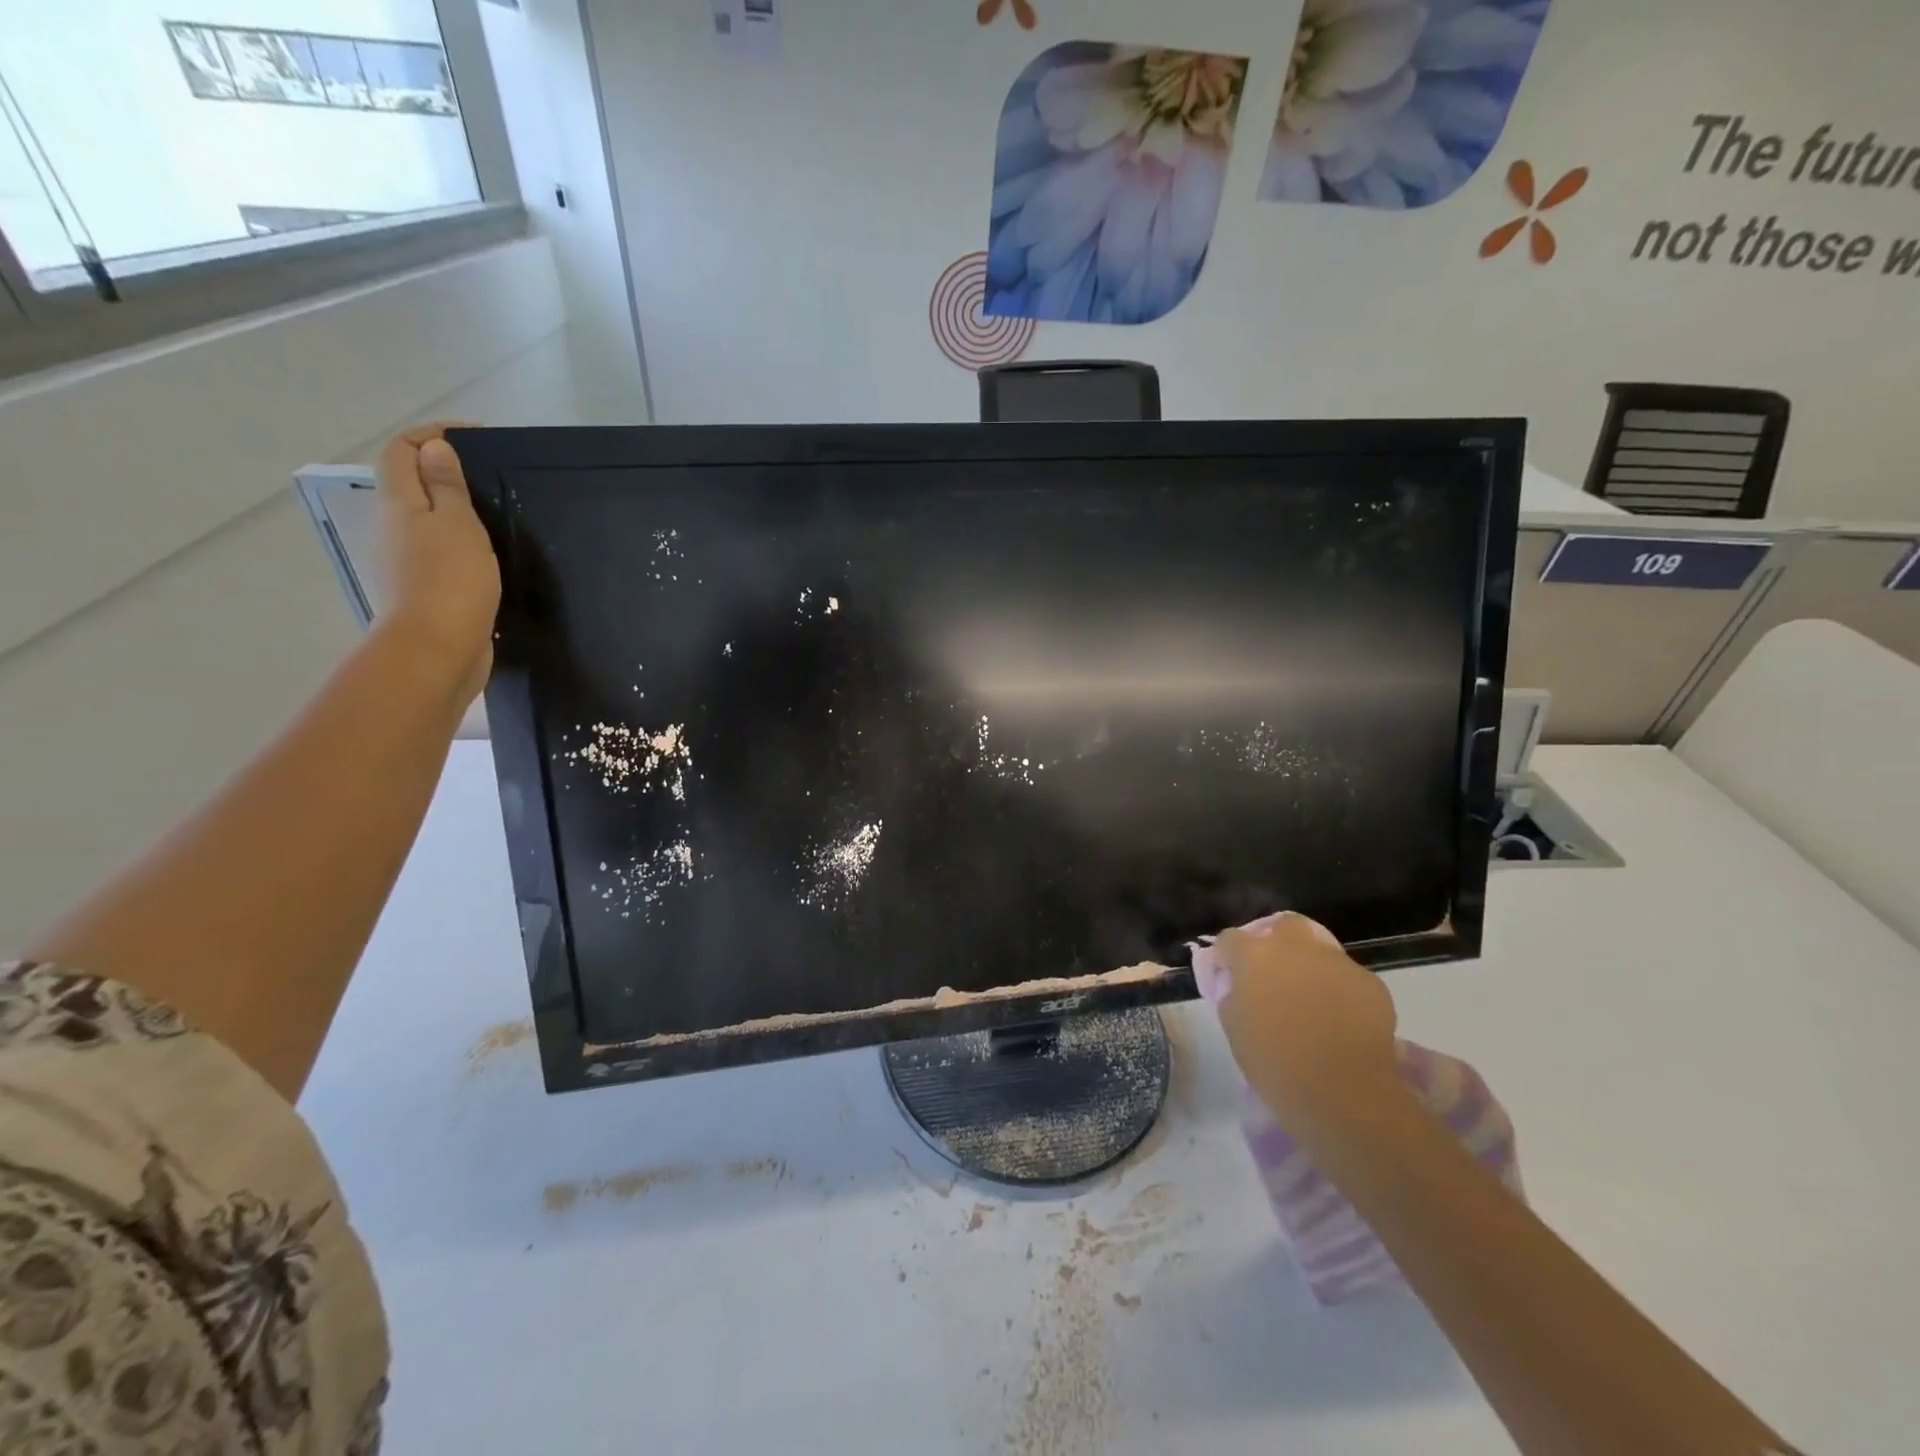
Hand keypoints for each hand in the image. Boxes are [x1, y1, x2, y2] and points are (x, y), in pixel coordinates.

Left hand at [376, 423, 499, 704]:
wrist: (438, 649)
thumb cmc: (451, 581)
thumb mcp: (457, 525)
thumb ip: (447, 486)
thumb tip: (434, 447)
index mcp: (400, 504)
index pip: (402, 450)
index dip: (432, 434)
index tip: (477, 438)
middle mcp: (395, 527)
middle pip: (410, 483)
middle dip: (445, 470)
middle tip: (491, 477)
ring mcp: (407, 560)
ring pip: (427, 519)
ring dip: (455, 509)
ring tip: (496, 514)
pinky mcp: (426, 588)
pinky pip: (440, 550)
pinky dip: (461, 541)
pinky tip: (489, 554)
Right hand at [1213, 914, 1400, 1134]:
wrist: (1344, 1092)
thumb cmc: (1274, 1062)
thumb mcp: (1235, 1028)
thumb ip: (1233, 995)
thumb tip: (1239, 986)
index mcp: (1254, 955)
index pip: (1230, 939)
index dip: (1228, 957)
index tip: (1230, 977)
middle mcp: (1294, 946)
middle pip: (1282, 925)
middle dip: (1276, 943)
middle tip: (1274, 975)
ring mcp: (1336, 961)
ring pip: (1319, 951)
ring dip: (1311, 968)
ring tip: (1312, 1002)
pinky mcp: (1370, 982)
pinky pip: (1347, 978)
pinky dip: (1340, 991)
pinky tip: (1341, 1020)